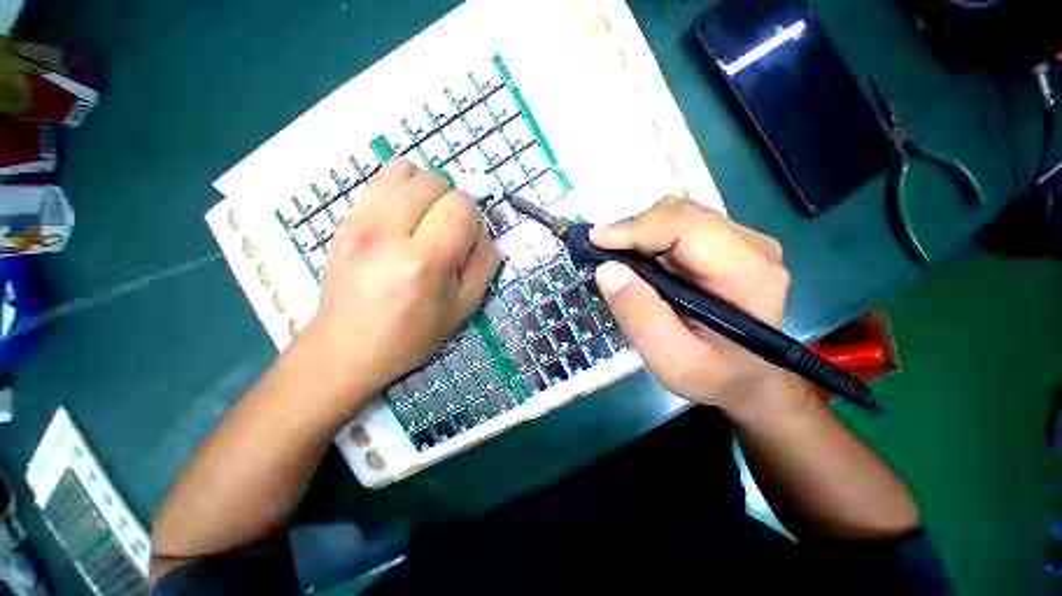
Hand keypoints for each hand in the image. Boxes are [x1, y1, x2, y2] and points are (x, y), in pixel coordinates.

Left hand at [303, 160, 499, 401]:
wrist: (348, 347)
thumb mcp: (465, 307)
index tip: (467, 241)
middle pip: (435, 181)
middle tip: (448, 231)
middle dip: (453, 201)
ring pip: (407, 170)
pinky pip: (381, 179)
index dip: (474, 219)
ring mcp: (359, 223)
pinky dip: (403, 189)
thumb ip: (485, 262)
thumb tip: (482, 230)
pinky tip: (403, 218)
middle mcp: (387, 235)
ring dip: (427, 189)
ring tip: (426, 219)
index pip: (461, 206)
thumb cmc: (413, 334)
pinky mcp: (343, 220)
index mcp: (423, 263)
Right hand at [590, 197, 792, 415]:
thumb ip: (640, 316)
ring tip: (614, 256)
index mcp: (748, 276)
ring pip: (679, 217)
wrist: (749, 379)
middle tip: (600, 251)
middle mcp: (752, 248)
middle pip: (683, 215)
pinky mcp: (727, 245)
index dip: (638, 227)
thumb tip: (607, 269)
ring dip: (640, 232)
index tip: (596, 240)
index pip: (689, 228)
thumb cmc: (714, 376)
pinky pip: (681, 228)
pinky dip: (650, 238)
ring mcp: (742, 243)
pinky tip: (636, 259)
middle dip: (634, 228)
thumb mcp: (672, 361)